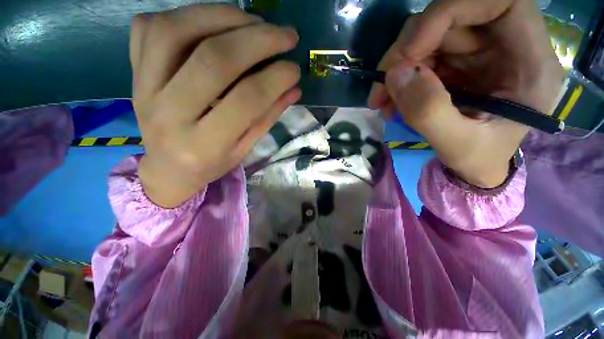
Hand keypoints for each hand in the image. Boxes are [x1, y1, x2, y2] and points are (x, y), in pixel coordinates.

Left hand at [131, 5, 300, 207]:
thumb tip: (294, 88)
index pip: (246, 100)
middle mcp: (169, 114)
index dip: (276, 79)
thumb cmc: (211, 163)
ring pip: (177, 30)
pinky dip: (185, 14)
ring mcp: (143, 88)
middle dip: (258, 39)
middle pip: (214, 59)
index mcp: (204, 144)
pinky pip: (149, 27)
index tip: (295, 69)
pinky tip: (212, 22)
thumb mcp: (244, 149)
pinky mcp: (132, 72)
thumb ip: (267, 118)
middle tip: (286, 35)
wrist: (167, 169)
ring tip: (254, 21)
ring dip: (223, 16)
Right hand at [368, 0, 563, 187]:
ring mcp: (477, 53)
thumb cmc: (479, 161)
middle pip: (450, 19)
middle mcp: (504, 46)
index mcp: (529, 61)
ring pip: (427, 37)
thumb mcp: (457, 145)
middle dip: (407, 51)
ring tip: (382, 102)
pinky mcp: (455, 64)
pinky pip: (418, 58)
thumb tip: (395, 75)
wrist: (475, 168)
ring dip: (396, 69)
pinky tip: (390, 103)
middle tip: (382, 88)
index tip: (410, 52)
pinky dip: (398, 79)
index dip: (448, 13)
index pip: (496, 1)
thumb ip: (429, 112)